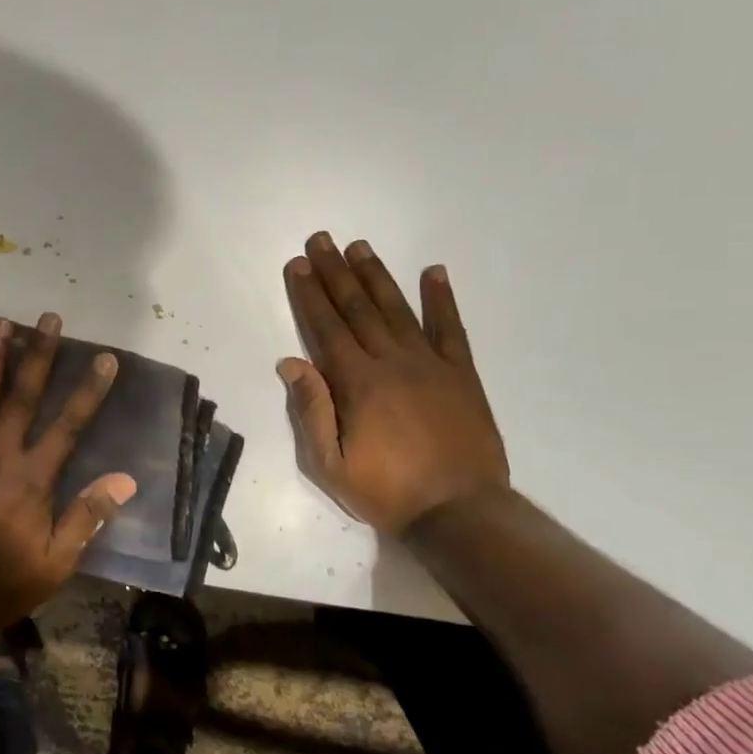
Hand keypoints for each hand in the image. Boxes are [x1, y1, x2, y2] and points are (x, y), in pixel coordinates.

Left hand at [0, 313, 137, 633]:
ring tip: (0, 322)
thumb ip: (86, 518)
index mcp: (32, 478)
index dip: (89, 390)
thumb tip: (124, 480)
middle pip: (23, 395)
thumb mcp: (54, 563)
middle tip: (48, 318)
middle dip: (39, 354)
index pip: (69, 425)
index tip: (105, 358)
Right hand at [280, 233, 507, 534]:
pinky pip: (451, 329)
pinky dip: (442, 299)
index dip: (310, 295)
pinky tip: (434, 272)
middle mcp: (392, 362)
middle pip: (358, 308)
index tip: (298, 265)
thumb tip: (291, 362)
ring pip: (398, 309)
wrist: (459, 513)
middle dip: (336, 273)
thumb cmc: (386, 492)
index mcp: (358, 383)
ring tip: (359, 246)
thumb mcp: (330, 464)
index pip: (326, 328)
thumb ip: (311, 411)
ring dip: (376, 276)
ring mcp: (431, 364)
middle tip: (321, 240)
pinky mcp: (462, 375)